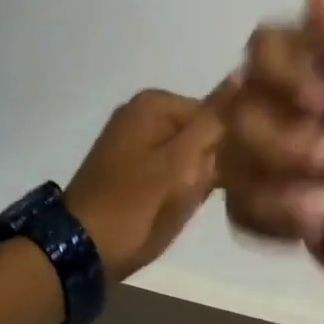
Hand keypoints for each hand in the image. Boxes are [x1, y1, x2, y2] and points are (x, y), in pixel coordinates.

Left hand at [65, 87, 224, 281]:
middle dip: (215, 162)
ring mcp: (133, 141)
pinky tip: (178, 207)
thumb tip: (243, 72)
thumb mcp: (184, 162)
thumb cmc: (138, 205)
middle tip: (209, 193)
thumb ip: (216, 120)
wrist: (80, 251)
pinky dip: (181, 185)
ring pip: (191, 154)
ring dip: (200, 177)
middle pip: (205, 133)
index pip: (221, 115)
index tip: (234, 176)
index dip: (233, 146)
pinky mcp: (129, 168)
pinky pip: (172, 168)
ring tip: (191, 202)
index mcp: (155, 103)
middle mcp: (142, 112)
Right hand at [220, 0, 323, 323]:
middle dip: (278, 134)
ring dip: (273, 179)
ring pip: (234, 150)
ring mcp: (303, 171)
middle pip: (243, 95)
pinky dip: (266, 216)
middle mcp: (320, 115)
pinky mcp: (293, 222)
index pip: (278, 42)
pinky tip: (309, 232)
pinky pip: (241, 205)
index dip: (282, 69)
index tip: (321, 102)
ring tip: (323, 210)